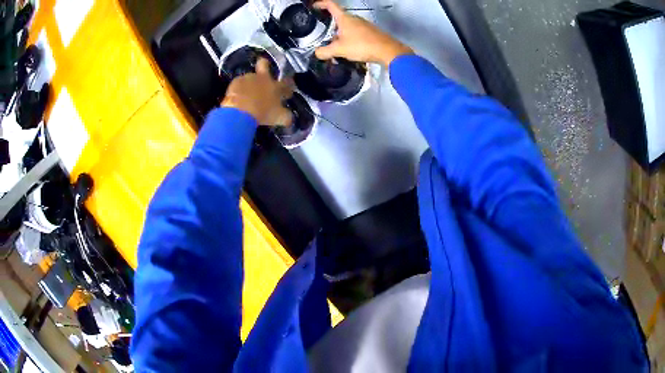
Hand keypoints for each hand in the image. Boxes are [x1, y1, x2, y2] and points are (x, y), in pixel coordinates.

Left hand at [221, 58, 293, 125]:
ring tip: (245, 95)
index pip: (286, 82)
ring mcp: (248, 78)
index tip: (286, 92)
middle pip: (263, 64)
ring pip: (249, 77)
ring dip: (249, 84)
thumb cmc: (263, 114)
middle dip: (264, 64)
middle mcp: (262, 78)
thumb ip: (286, 116)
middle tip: (262, 69)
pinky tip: (236, 98)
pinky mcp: (236, 82)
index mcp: (276, 86)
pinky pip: (238, 84)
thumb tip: (289, 117)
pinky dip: (238, 90)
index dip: (288, 85)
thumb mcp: (280, 118)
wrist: (241, 113)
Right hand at [314, 0, 412, 65]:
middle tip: (323, 37)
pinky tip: (349, 52)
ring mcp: (364, 25)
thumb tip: (317, 53)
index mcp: (345, 18)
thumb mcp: (340, 50)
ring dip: (340, 36)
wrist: (388, 51)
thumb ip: (325, 51)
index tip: (314, 7)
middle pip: (339, 19)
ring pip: (347, 28)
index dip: (321, 4)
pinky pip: (356, 34)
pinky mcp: (371, 33)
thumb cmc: (362, 45)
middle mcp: (355, 18)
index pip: (331, 5)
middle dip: (330, 27)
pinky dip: (349, 40)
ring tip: (335, 49)